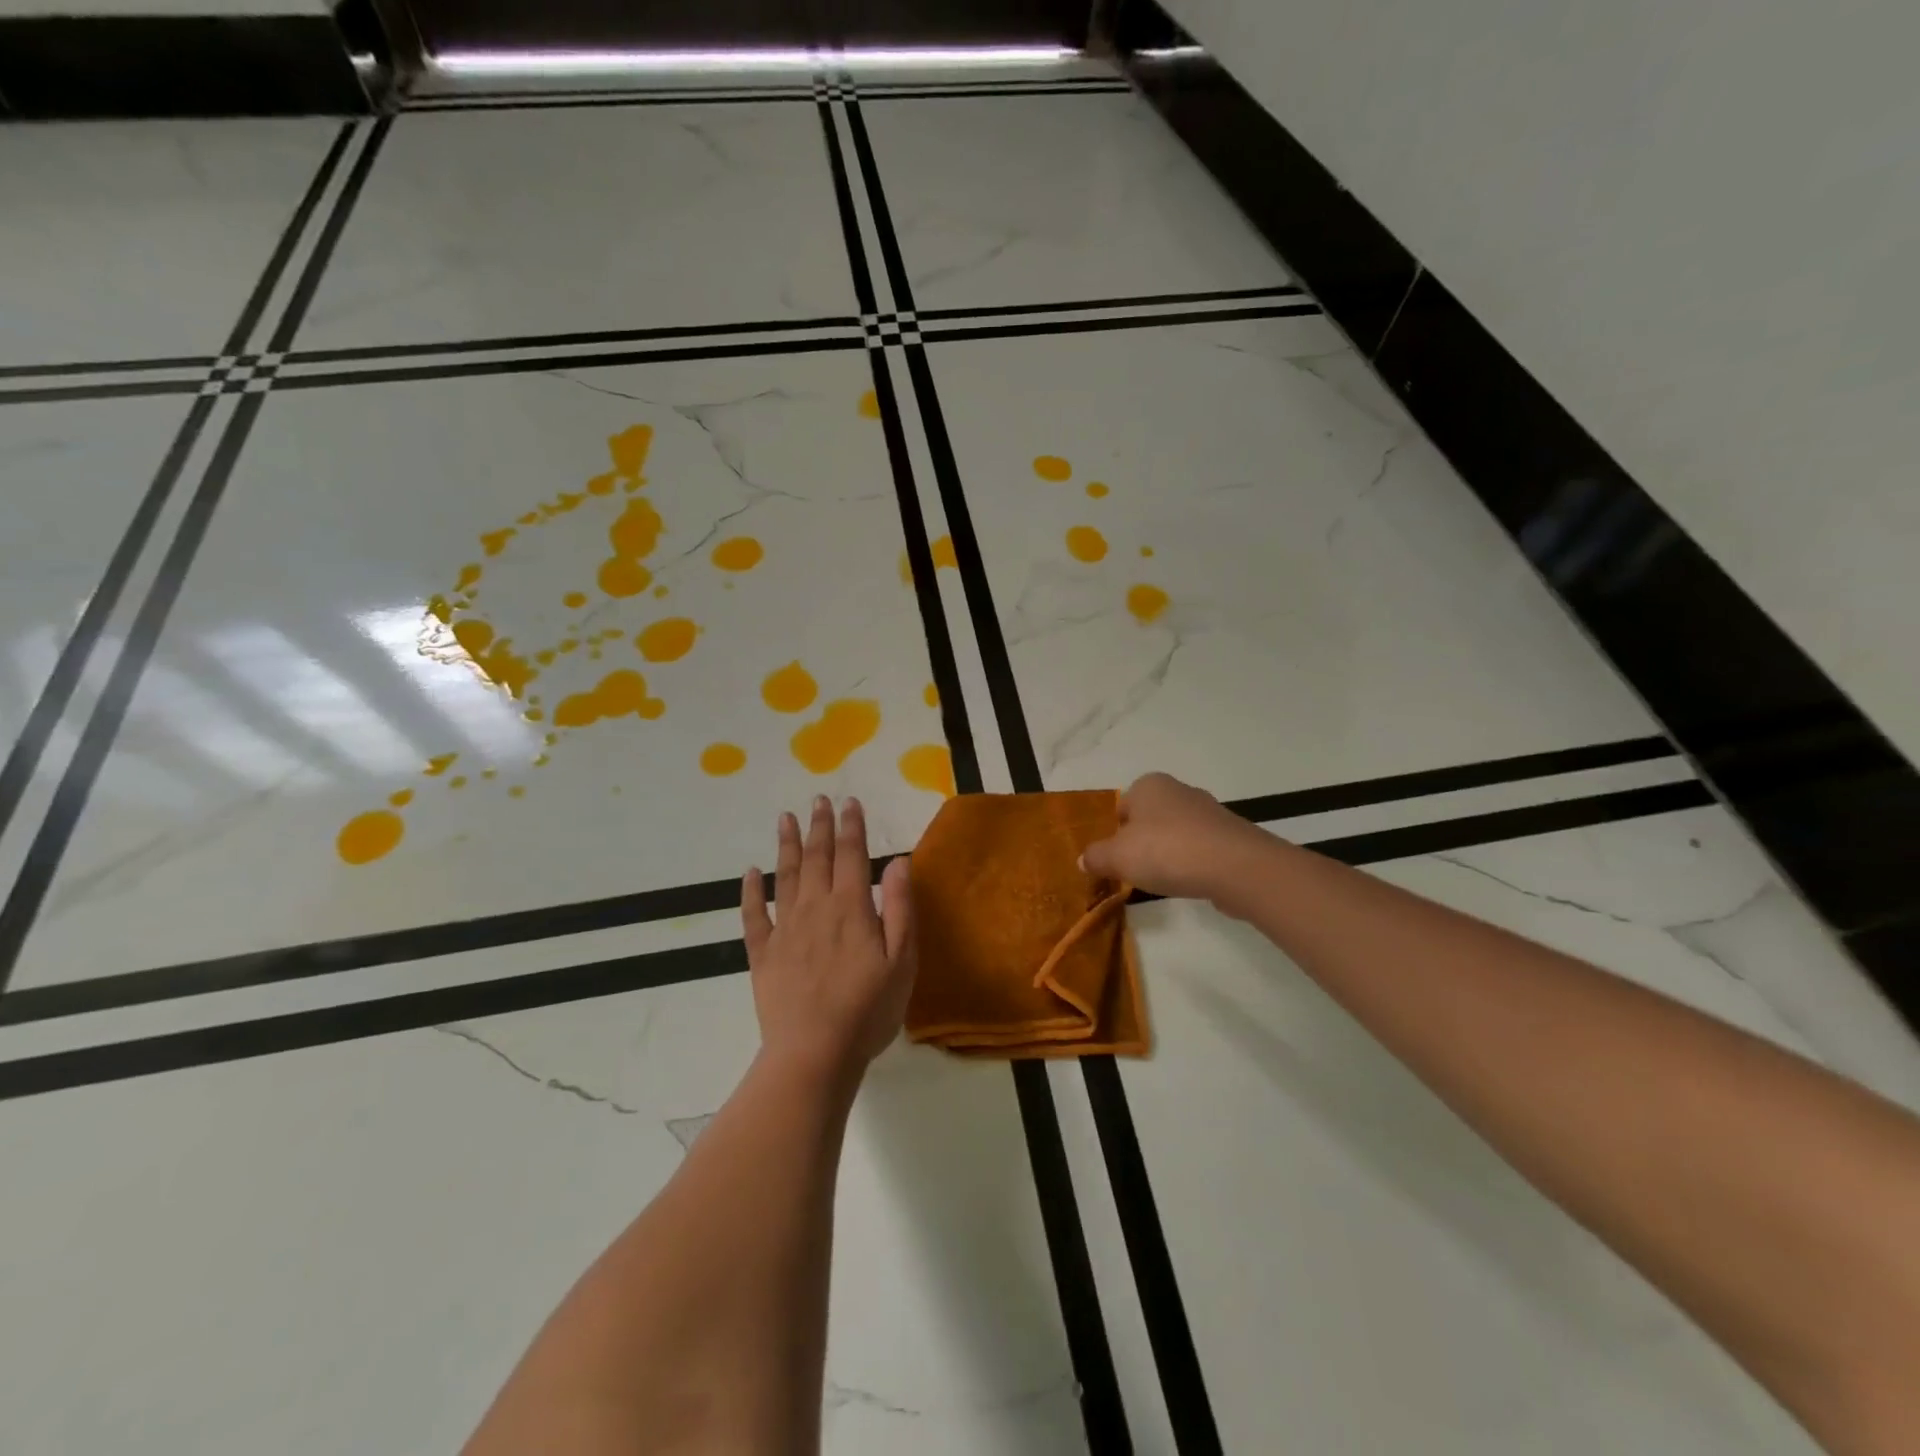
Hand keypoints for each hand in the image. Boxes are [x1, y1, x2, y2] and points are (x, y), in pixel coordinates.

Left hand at [742, 796, 915, 1082]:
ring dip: (786, 845)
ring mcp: (785, 929)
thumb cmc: (868, 1009)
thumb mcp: (902, 960)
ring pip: (785, 876)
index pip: (851, 855)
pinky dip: (750, 891)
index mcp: (851, 908)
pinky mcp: (763, 954)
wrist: (814, 1053)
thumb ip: (901, 908)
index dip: (851, 827)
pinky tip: (750, 873)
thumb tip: (898, 862)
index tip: (849, 802)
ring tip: (785, 818)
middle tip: (818, 799)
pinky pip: (753, 915)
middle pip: (817, 857)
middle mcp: (815, 908)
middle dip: (819, 826)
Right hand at [1081, 772, 1272, 910]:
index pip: (1121, 807)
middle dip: (1141, 843)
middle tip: (1135, 872)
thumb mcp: (1117, 857)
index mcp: (1148, 785)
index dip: (1115, 834)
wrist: (1235, 866)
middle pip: (1148, 819)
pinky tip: (1190, 882)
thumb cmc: (1166, 851)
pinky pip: (1200, 849)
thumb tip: (1082, 860)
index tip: (1115, 860)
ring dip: (1168, 855)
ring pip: (1176, 834)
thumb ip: (1096, 857)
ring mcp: (1209, 812)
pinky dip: (1192, 864)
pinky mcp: (1230, 836)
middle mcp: (1179, 790)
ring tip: (1164, 881)